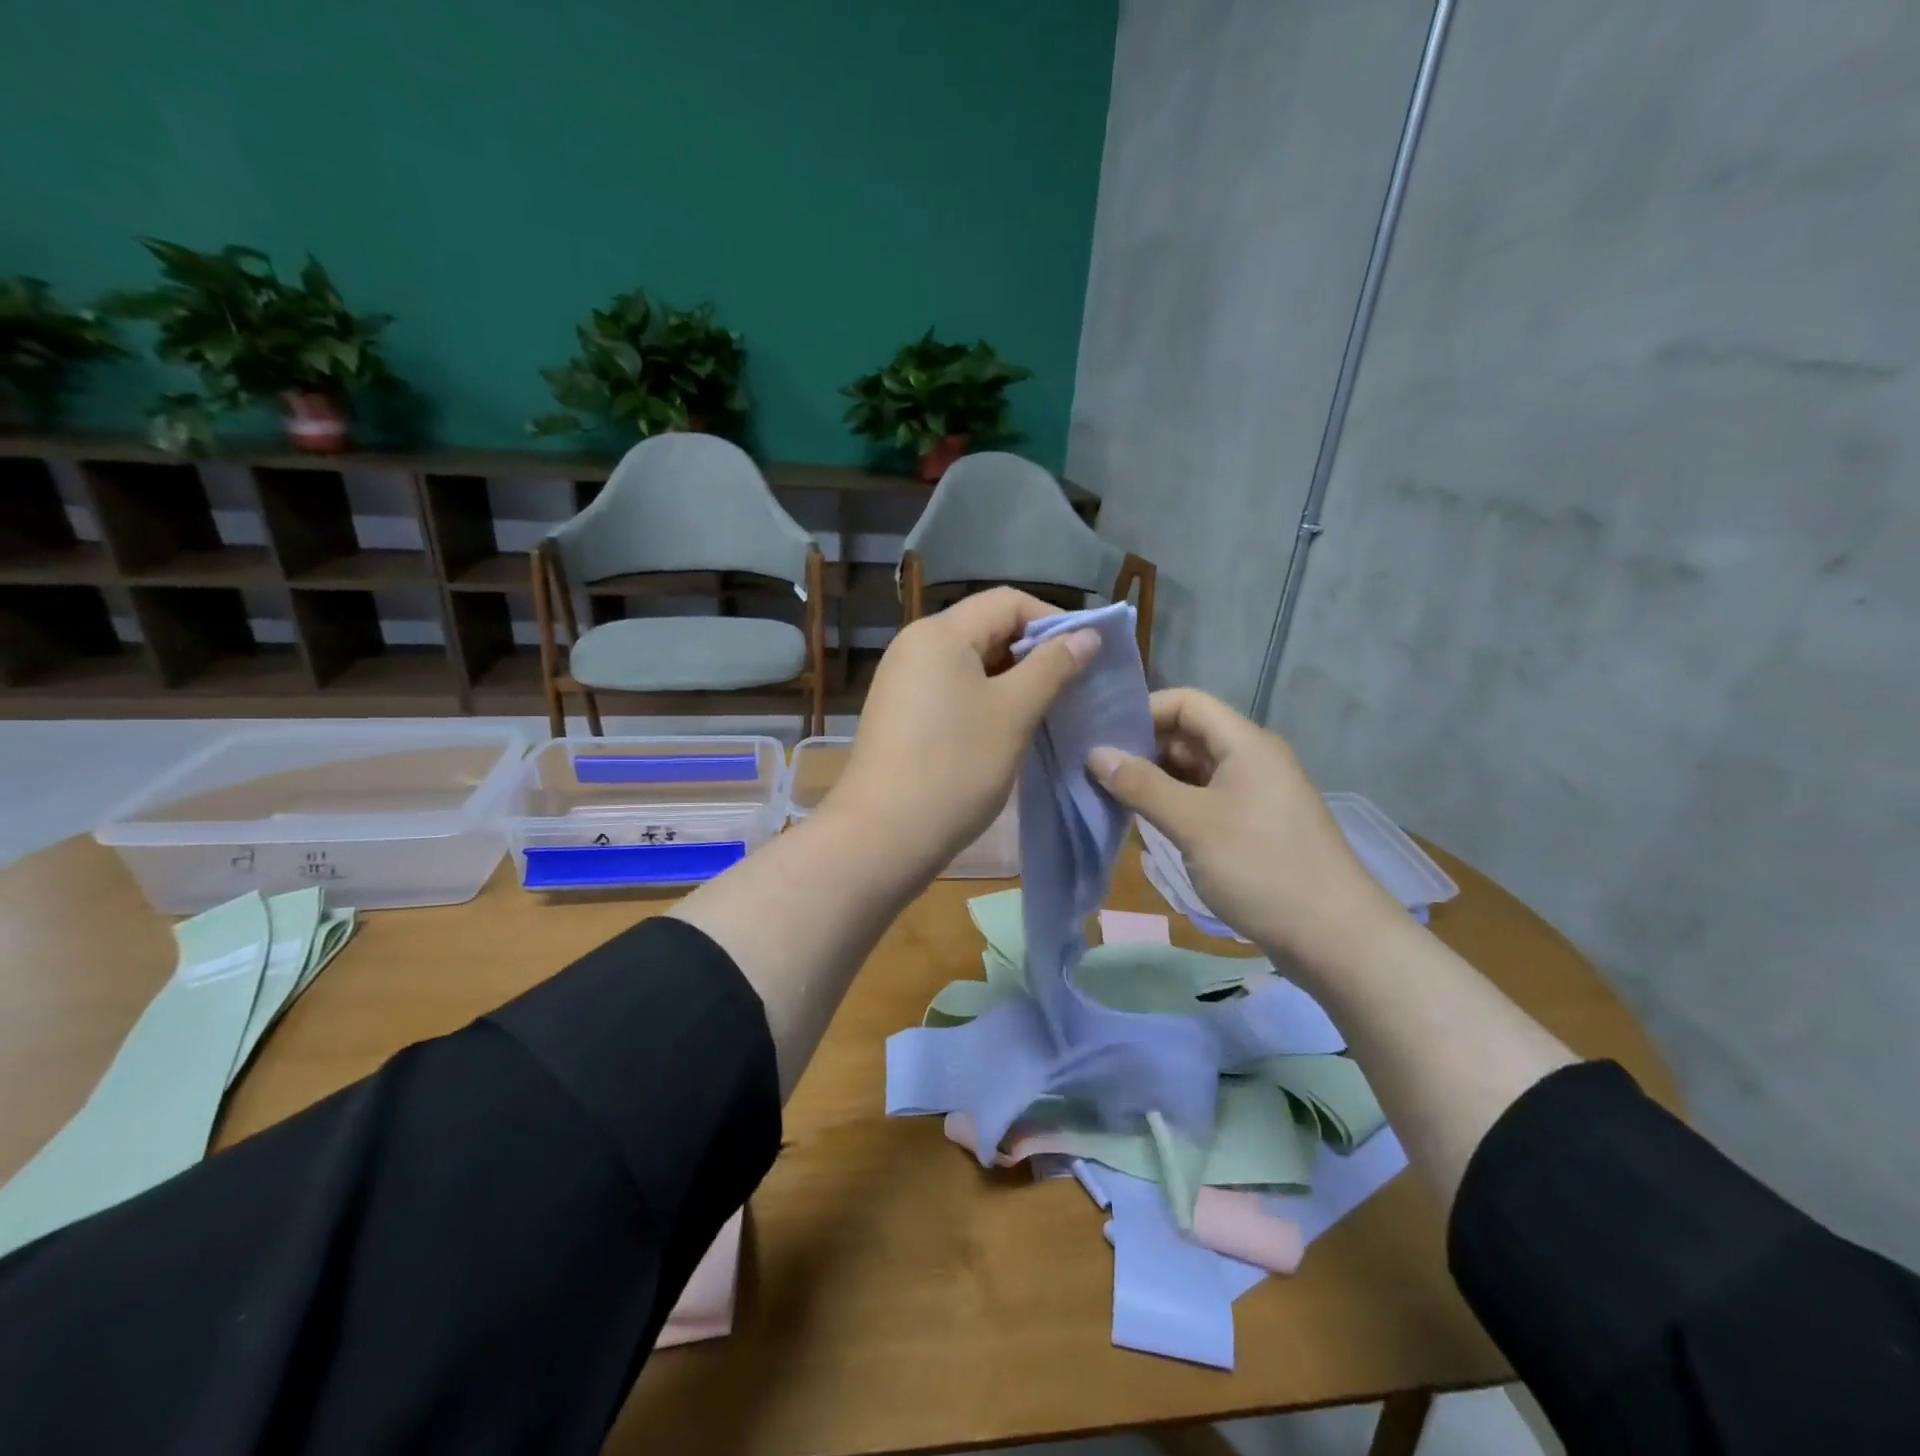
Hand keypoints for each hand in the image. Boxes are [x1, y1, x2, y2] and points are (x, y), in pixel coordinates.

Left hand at [824, 588, 1099, 874]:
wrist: (882, 837)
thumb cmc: (954, 768)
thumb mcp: (1013, 713)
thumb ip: (1053, 667)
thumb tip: (1087, 635)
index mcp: (940, 633)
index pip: (1009, 602)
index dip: (1054, 621)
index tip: (1088, 656)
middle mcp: (916, 645)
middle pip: (988, 628)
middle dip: (1034, 653)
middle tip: (1073, 687)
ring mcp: (903, 680)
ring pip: (971, 663)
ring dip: (1013, 679)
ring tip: (1048, 710)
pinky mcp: (901, 713)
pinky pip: (952, 690)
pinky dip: (985, 699)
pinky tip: (1008, 729)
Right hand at [1087, 688, 1403, 975]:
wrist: (1334, 937)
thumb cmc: (1261, 867)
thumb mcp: (1193, 823)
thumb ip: (1142, 785)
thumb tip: (1095, 753)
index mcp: (1246, 744)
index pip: (1187, 703)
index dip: (1144, 711)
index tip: (1102, 736)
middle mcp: (1252, 760)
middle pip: (1189, 735)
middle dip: (1144, 748)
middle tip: (1096, 770)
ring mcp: (1254, 795)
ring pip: (1195, 771)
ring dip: (1156, 780)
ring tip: (1111, 796)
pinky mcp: (1253, 827)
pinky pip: (1206, 800)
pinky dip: (1175, 805)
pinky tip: (1146, 822)